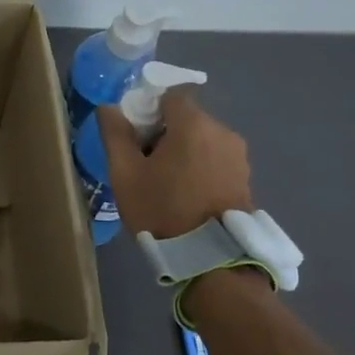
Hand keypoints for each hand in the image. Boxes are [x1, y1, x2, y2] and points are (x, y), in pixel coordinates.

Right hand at [96, 90, 253, 239]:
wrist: (210, 259)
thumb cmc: (162, 210)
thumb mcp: (125, 174)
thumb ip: (115, 135)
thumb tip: (109, 108)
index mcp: (193, 124)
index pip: (170, 95)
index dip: (149, 108)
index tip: (136, 134)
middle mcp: (222, 131)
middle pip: (187, 118)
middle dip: (165, 132)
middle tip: (145, 163)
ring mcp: (238, 156)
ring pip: (203, 139)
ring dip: (184, 151)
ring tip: (167, 183)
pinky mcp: (245, 177)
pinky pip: (216, 158)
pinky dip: (200, 166)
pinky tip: (187, 194)